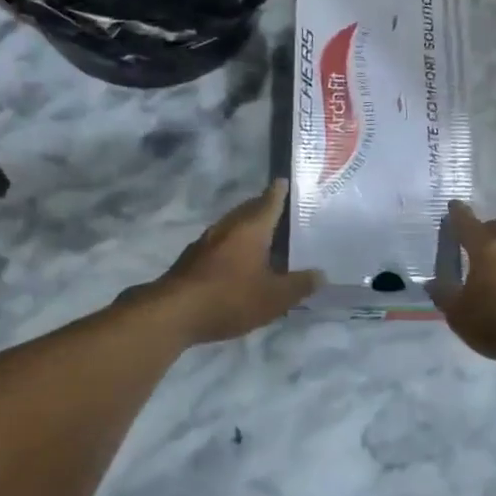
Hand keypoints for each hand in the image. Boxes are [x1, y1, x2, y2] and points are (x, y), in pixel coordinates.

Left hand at [147, 180, 322, 343]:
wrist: (173, 313)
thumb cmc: (230, 297)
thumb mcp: (274, 297)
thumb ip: (299, 285)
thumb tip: (321, 274)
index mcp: (251, 228)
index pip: (269, 201)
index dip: (280, 192)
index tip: (286, 181)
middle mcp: (228, 227)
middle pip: (249, 210)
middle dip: (264, 208)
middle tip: (282, 211)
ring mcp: (206, 241)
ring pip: (232, 226)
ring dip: (247, 228)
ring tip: (265, 237)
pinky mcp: (192, 259)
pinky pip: (220, 243)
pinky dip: (234, 245)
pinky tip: (240, 261)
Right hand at [429, 202, 495, 368]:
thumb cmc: (495, 323)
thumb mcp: (457, 314)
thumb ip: (443, 294)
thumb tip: (433, 282)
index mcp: (486, 250)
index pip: (467, 224)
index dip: (457, 214)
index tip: (452, 206)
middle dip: (482, 228)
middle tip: (469, 238)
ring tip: (487, 262)